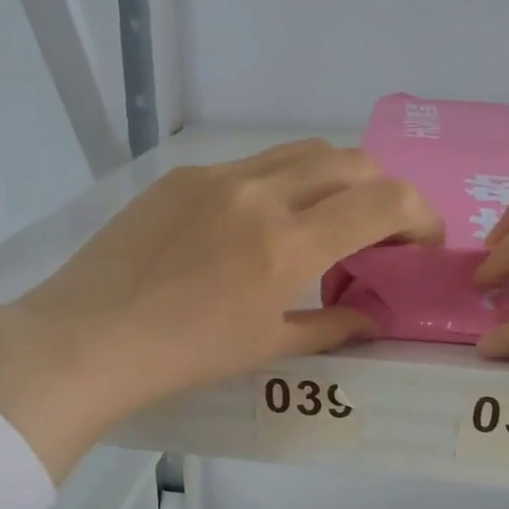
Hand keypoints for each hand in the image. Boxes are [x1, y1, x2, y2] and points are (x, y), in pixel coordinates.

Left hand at [0, 140, 441, 479]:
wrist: (86, 338)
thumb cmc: (183, 355)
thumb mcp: (265, 346)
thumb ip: (329, 326)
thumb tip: (372, 320)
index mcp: (286, 244)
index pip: (383, 202)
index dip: (420, 215)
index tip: (422, 242)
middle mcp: (260, 194)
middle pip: (350, 161)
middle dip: (382, 191)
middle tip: (379, 231)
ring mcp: (217, 177)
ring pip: (301, 153)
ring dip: (333, 179)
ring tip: (326, 219)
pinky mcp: (182, 175)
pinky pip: (251, 165)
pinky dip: (281, 183)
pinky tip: (260, 222)